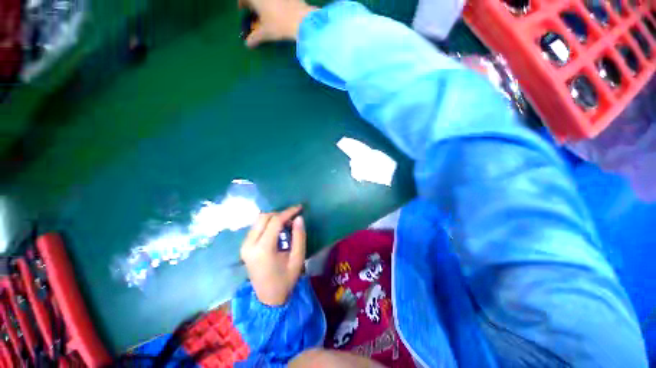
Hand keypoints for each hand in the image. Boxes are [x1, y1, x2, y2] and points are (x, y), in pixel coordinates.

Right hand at [238, 0, 316, 46]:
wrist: (302, 20)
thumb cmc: (280, 25)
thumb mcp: (266, 33)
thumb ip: (255, 38)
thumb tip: (247, 44)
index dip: (242, 4)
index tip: (243, 10)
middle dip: (254, 4)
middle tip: (255, 13)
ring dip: (264, 3)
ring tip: (267, 13)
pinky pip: (279, 0)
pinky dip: (275, 4)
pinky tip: (279, 11)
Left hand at [240, 205, 305, 305]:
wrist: (268, 299)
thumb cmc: (285, 280)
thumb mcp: (297, 258)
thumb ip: (299, 236)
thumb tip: (299, 218)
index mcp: (263, 249)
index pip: (275, 221)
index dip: (288, 212)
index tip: (300, 207)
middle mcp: (249, 245)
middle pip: (264, 217)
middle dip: (280, 213)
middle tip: (294, 217)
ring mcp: (244, 245)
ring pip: (258, 220)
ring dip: (274, 217)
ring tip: (287, 222)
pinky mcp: (244, 247)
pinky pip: (256, 227)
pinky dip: (268, 223)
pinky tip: (277, 229)